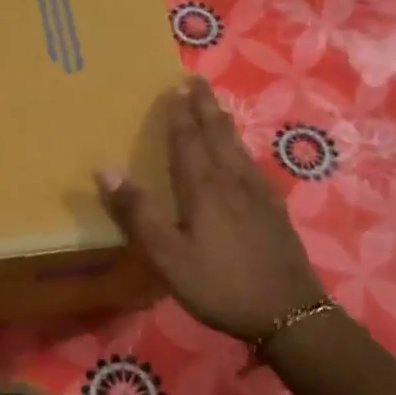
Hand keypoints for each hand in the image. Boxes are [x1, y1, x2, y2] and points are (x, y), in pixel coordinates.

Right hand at [97, 76, 325, 341]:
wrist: (289, 314)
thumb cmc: (219, 285)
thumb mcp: (168, 256)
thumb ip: (138, 213)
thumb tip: (106, 168)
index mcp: (203, 189)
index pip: (187, 142)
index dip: (179, 115)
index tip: (174, 87)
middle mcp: (232, 183)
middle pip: (217, 136)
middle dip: (204, 108)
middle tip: (197, 80)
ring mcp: (259, 196)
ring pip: (237, 149)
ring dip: (223, 124)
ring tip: (215, 107)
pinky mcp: (275, 212)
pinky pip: (253, 168)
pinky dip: (242, 151)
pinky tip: (244, 157)